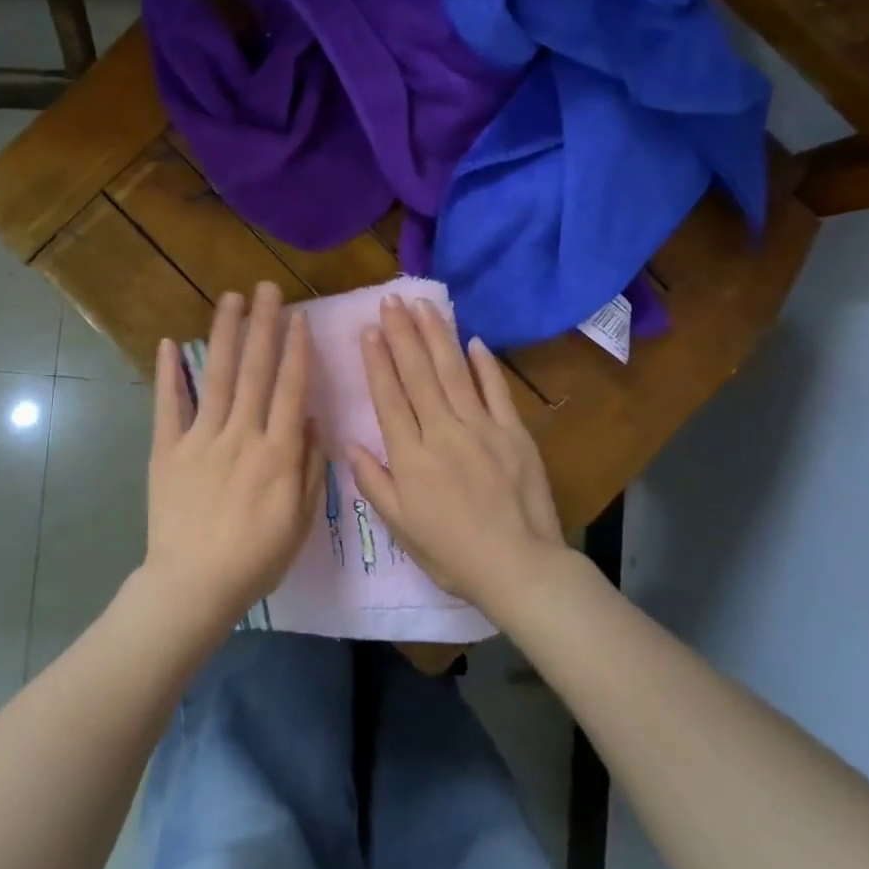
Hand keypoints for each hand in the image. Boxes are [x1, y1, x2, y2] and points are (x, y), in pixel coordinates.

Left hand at [145, 282, 323, 630]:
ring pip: (217, 376)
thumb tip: (312, 418)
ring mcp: (200, 439)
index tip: (298, 317)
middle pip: (255, 370)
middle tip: (267, 288)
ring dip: (225, 334)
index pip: (290, 389)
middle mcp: (241, 435)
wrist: (194, 586)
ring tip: (231, 299)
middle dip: (263, 326)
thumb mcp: (300, 519)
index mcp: (277, 452)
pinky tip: (171, 342)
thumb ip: (309, 466)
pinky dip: (168, 374)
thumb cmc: (255, 558)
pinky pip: (168, 406)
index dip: (295, 350)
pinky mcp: (166, 449)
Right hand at [347, 297, 565, 611]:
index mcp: (411, 456)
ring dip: (437, 336)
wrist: (519, 567)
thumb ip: (373, 482)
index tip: (369, 329)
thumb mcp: (400, 527)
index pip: (389, 397)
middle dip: (402, 334)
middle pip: (418, 374)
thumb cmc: (452, 553)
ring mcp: (482, 427)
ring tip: (423, 306)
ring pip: (454, 371)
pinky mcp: (514, 432)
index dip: (377, 361)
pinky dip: (484, 364)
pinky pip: (496, 390)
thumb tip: (348, 443)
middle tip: (391, 300)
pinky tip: (473, 340)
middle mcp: (442, 431)